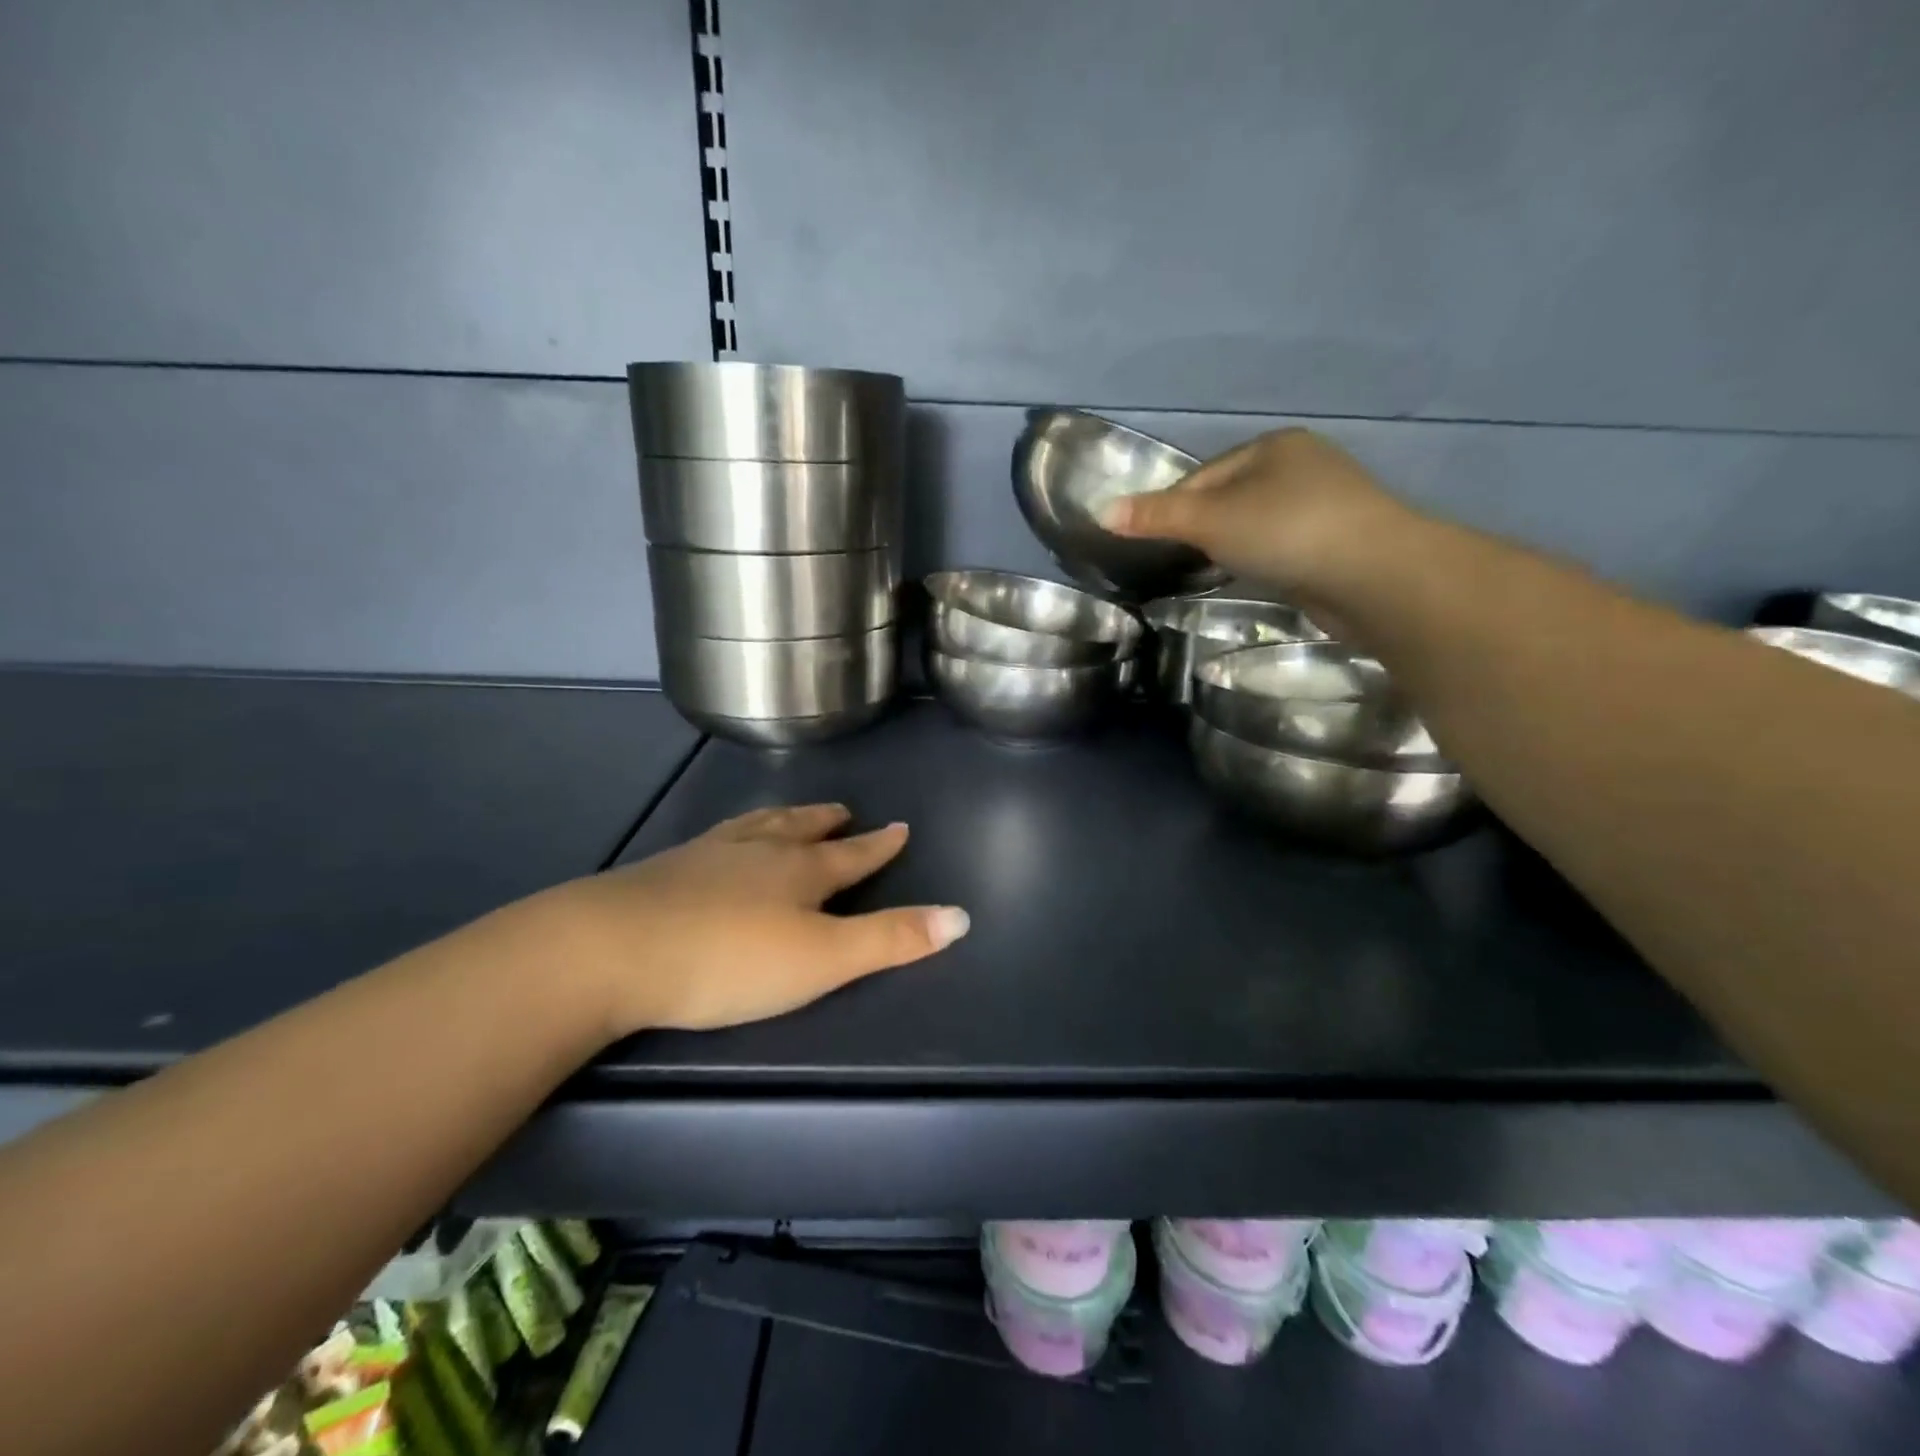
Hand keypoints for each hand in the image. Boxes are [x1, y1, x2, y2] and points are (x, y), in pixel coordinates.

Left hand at [539, 803, 967, 1035]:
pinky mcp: (666, 869)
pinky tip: (719, 844)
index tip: (900, 828)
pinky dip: (733, 834)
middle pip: (802, 830)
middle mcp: (760, 852)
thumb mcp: (823, 960)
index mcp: (801, 872)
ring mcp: (709, 855)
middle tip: (842, 811)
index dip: (879, 846)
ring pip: (757, 827)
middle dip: (827, 824)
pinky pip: (715, 839)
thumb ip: (890, 940)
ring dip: (783, 820)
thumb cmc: (731, 959)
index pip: (853, 855)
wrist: (613, 949)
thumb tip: (962, 916)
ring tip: (791, 815)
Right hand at [1100, 427, 1416, 601]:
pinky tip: (1252, 578)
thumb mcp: (1211, 520)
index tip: (1148, 543)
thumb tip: (1101, 513)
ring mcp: (1323, 504)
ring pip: (1255, 524)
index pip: (1203, 476)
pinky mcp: (1335, 542)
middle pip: (1229, 498)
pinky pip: (1280, 546)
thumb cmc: (1286, 531)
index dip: (1171, 507)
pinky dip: (1260, 560)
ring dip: (1230, 546)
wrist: (1373, 575)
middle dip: (1201, 529)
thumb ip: (1157, 517)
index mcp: (1272, 446)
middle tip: (1175, 563)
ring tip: (1208, 573)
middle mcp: (1301, 465)